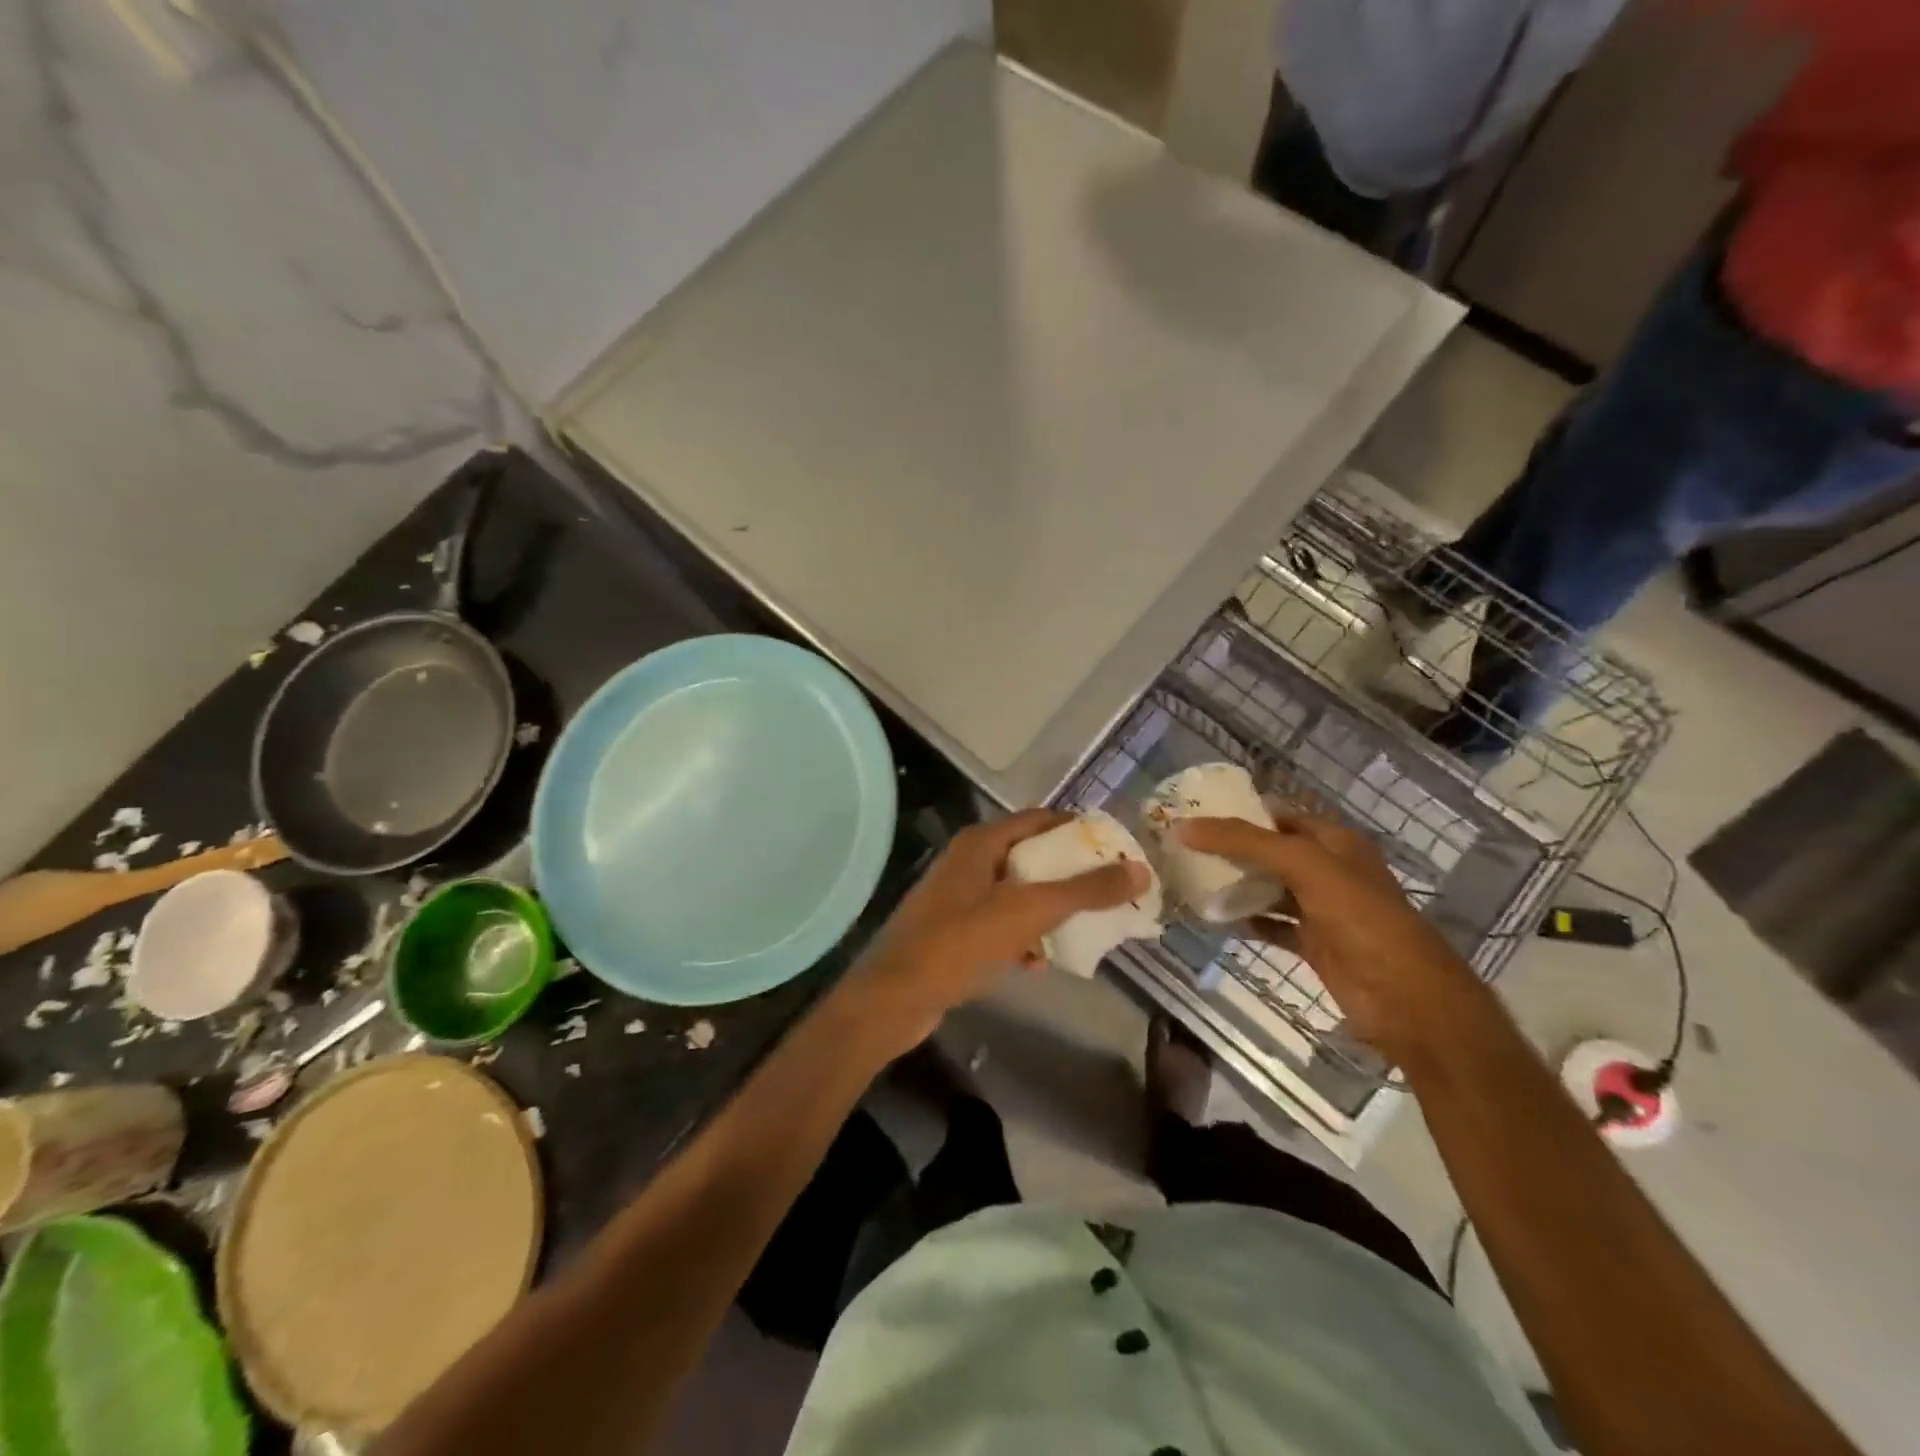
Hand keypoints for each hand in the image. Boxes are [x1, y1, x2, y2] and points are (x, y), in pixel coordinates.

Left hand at [835, 809, 1147, 1057]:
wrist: (895, 997)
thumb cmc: (961, 942)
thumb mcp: (1029, 912)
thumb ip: (1084, 890)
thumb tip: (1140, 869)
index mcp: (982, 842)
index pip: (1040, 819)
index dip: (1078, 829)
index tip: (1116, 847)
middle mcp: (968, 862)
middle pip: (1030, 857)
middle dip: (1069, 874)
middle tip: (1109, 890)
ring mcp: (957, 898)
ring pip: (1016, 894)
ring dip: (1048, 910)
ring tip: (1085, 928)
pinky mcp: (952, 932)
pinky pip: (998, 926)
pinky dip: (1021, 938)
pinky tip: (1038, 964)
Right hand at [1175, 811, 1485, 1058]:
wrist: (1405, 997)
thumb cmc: (1360, 917)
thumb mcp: (1304, 865)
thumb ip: (1245, 842)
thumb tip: (1184, 827)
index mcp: (1334, 842)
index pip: (1279, 816)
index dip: (1239, 812)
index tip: (1194, 813)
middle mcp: (1328, 870)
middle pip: (1270, 852)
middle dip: (1231, 849)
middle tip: (1183, 846)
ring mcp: (1321, 909)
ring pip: (1269, 888)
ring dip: (1235, 885)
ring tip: (1190, 878)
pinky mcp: (1313, 944)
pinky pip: (1272, 925)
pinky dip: (1246, 921)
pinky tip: (1215, 918)